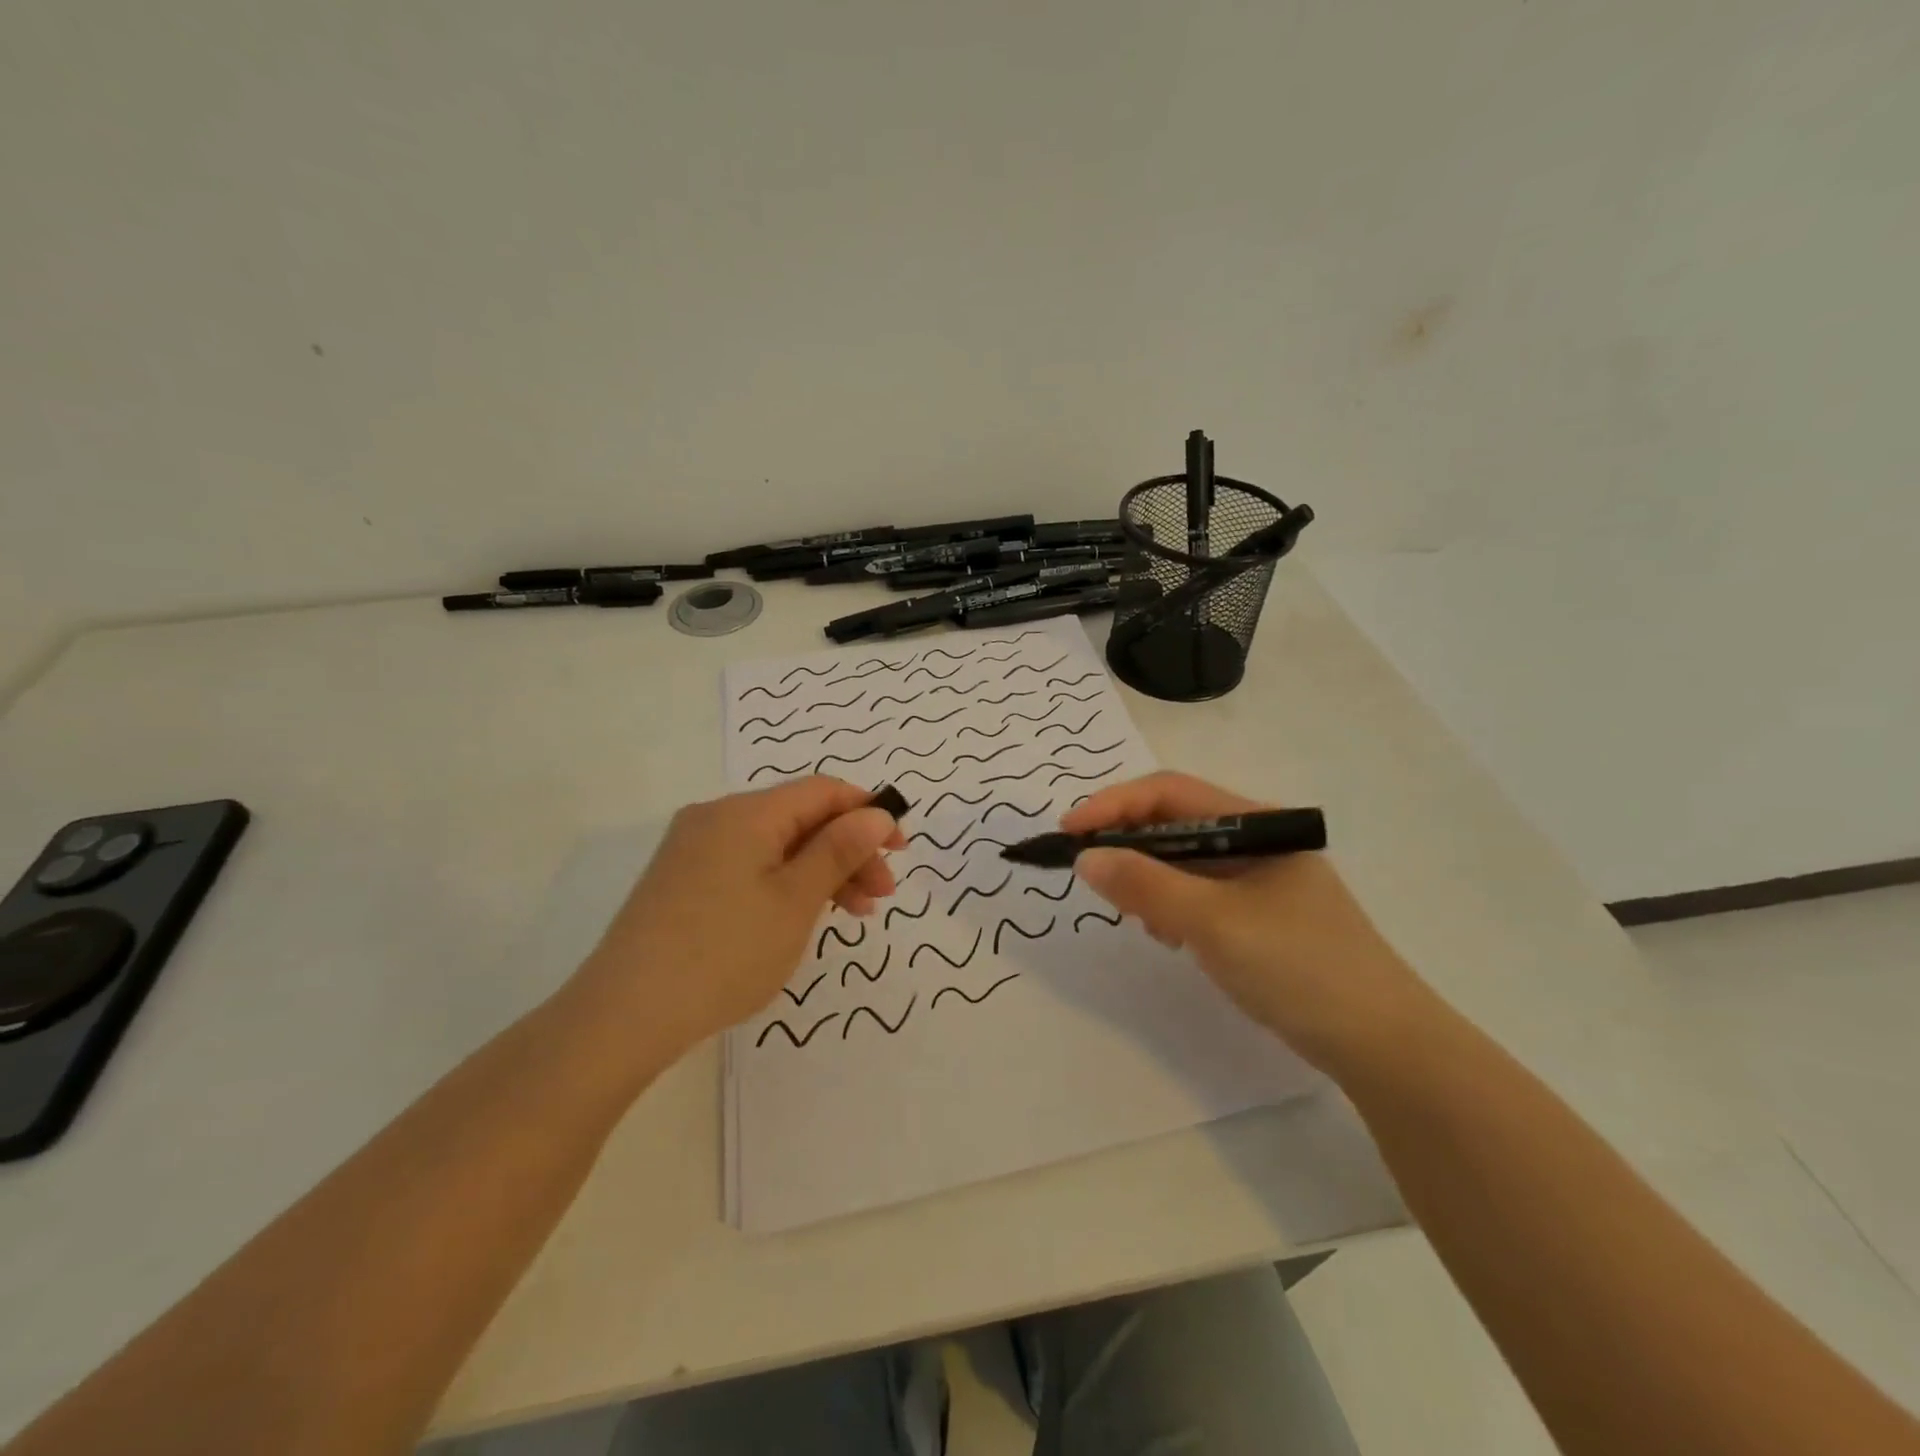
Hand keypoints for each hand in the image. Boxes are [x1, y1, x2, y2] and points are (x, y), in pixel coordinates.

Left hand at [572, 778, 904, 1057]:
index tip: (900, 850)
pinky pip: (748, 867)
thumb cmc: (724, 953)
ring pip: (776, 846)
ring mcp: (694, 850)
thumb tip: (875, 813)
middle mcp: (716, 818)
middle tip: (881, 896)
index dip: (868, 812)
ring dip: (820, 872)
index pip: (822, 791)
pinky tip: (801, 918)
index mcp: (745, 812)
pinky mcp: (682, 881)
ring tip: (853, 915)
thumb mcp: (795, 901)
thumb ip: (839, 850)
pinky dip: (784, 884)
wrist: (624, 1015)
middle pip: (800, 819)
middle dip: (848, 850)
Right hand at [1064, 772, 1430, 1072]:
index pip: (1169, 793)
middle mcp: (1257, 842)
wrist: (1383, 1045)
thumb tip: (1085, 857)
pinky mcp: (1259, 916)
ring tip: (1137, 917)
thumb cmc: (1298, 967)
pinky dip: (1172, 907)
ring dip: (1149, 880)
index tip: (1069, 833)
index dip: (1113, 805)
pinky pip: (1199, 895)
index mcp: (1255, 824)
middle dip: (1128, 845)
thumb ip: (1145, 885)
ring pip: (1183, 862)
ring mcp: (1260, 880)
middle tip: (1095, 879)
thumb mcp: (1212, 923)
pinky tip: (1169, 936)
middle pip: (1174, 824)